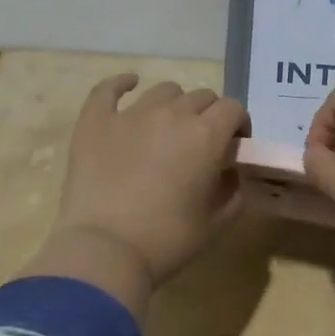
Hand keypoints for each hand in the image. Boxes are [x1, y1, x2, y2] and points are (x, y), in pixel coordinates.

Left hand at [51, 75, 250, 291]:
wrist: (104, 251)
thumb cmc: (167, 240)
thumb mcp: (217, 222)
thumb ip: (232, 190)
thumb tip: (228, 172)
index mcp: (206, 135)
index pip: (233, 109)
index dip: (238, 124)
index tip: (234, 146)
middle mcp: (172, 114)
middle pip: (202, 96)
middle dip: (209, 115)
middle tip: (201, 144)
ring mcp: (131, 114)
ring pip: (164, 90)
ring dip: (174, 104)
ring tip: (168, 127)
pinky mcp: (96, 122)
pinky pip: (109, 89)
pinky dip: (122, 83)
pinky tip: (129, 84)